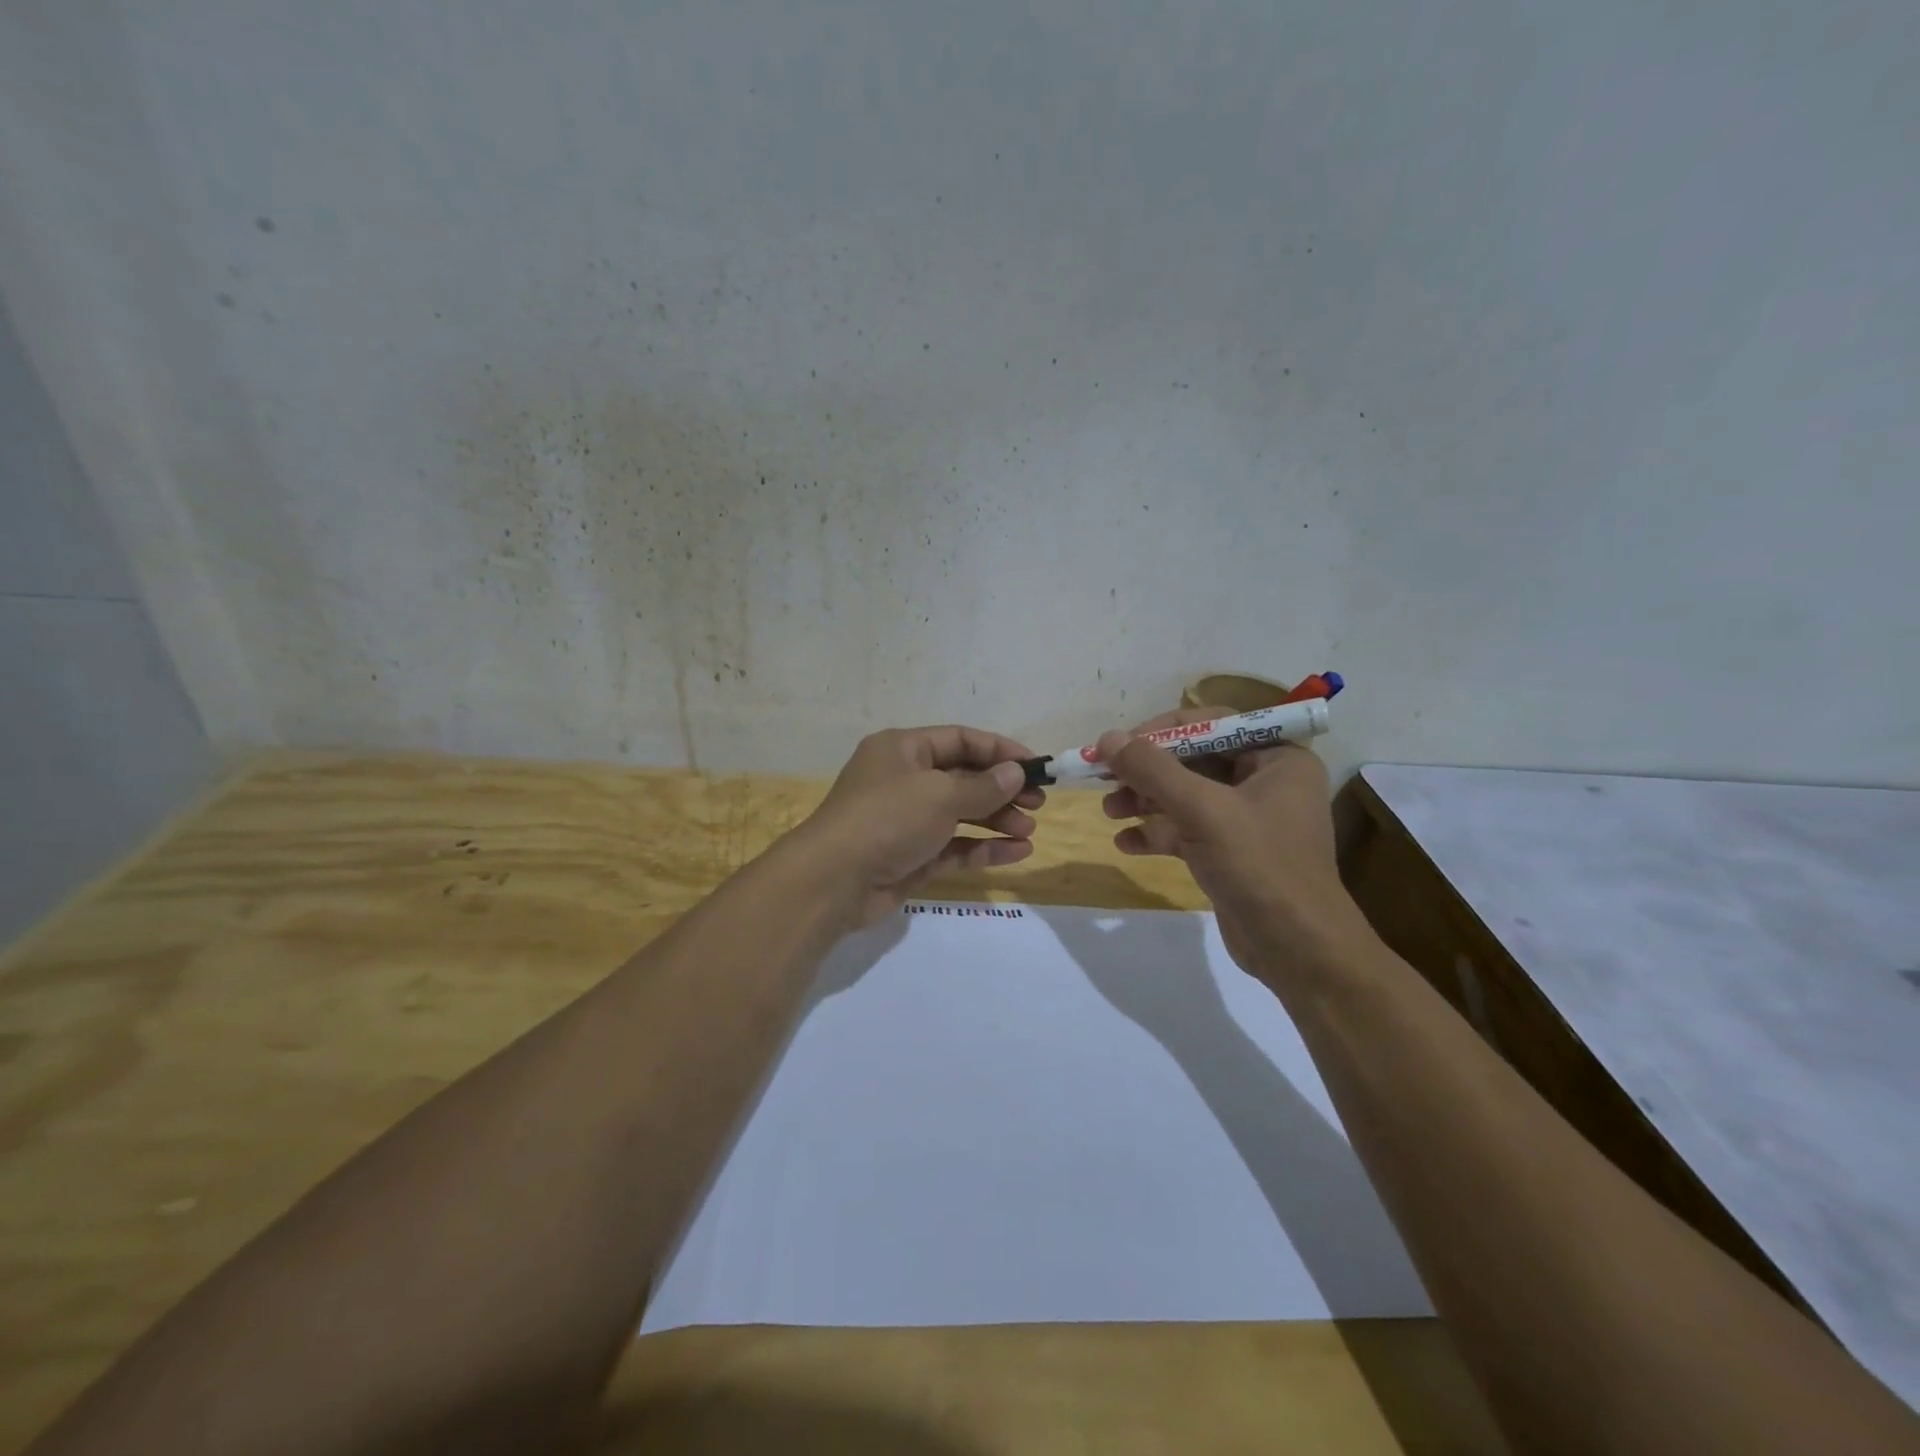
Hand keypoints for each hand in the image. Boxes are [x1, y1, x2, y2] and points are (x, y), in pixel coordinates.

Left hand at [786, 726, 1045, 927]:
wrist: (834, 880)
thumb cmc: (887, 819)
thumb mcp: (940, 795)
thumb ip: (983, 786)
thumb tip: (1015, 773)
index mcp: (902, 750)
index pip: (959, 740)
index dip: (999, 750)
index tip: (1035, 765)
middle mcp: (903, 780)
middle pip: (962, 778)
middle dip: (1001, 790)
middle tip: (1038, 803)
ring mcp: (906, 820)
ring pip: (960, 814)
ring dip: (996, 820)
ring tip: (1030, 831)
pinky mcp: (910, 857)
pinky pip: (953, 847)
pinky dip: (982, 848)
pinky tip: (1016, 853)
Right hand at [1096, 707, 1366, 974]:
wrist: (1298, 951)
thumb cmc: (1259, 866)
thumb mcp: (1202, 810)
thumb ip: (1152, 770)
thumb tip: (1107, 738)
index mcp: (1276, 758)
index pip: (1210, 724)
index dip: (1160, 731)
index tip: (1118, 746)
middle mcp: (1265, 781)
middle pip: (1193, 760)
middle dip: (1147, 772)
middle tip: (1105, 780)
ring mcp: (1248, 819)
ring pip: (1185, 796)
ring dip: (1145, 801)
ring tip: (1109, 811)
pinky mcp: (1231, 852)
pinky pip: (1187, 829)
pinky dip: (1156, 832)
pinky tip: (1125, 844)